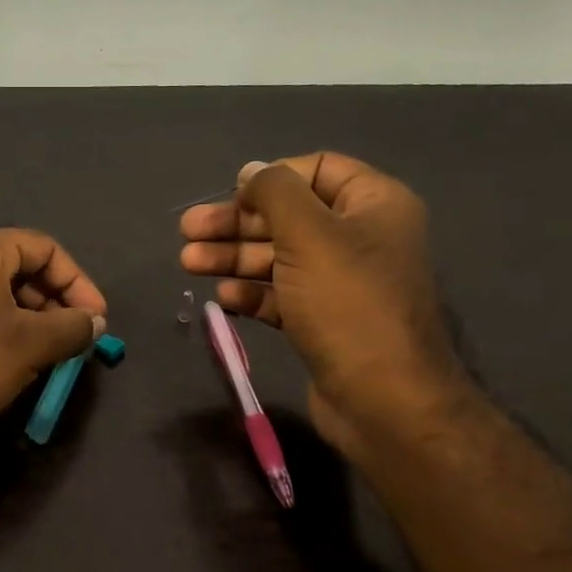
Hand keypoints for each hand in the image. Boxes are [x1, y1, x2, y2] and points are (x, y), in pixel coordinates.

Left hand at [0, 229, 107, 439]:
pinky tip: (9, 363)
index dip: (78, 281)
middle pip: (19, 268)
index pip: (44, 248)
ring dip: (30, 320)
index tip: (95, 319)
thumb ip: (72, 327)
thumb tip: (94, 322)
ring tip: (45, 354)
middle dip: (54, 302)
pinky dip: (1, 330)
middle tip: (72, 338)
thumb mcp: (31, 344)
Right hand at [179, 153, 468, 454]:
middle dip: (236, 223)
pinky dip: (253, 293)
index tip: (232, 196)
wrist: (384, 401)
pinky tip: (225, 299)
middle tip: (188, 231)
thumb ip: (275, 192)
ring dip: (234, 257)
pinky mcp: (324, 321)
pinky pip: (282, 295)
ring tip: (189, 263)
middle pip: (288, 216)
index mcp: (373, 205)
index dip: (271, 178)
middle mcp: (360, 238)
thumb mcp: (308, 235)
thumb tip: (252, 171)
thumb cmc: (348, 304)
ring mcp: (342, 283)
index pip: (318, 170)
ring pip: (279, 257)